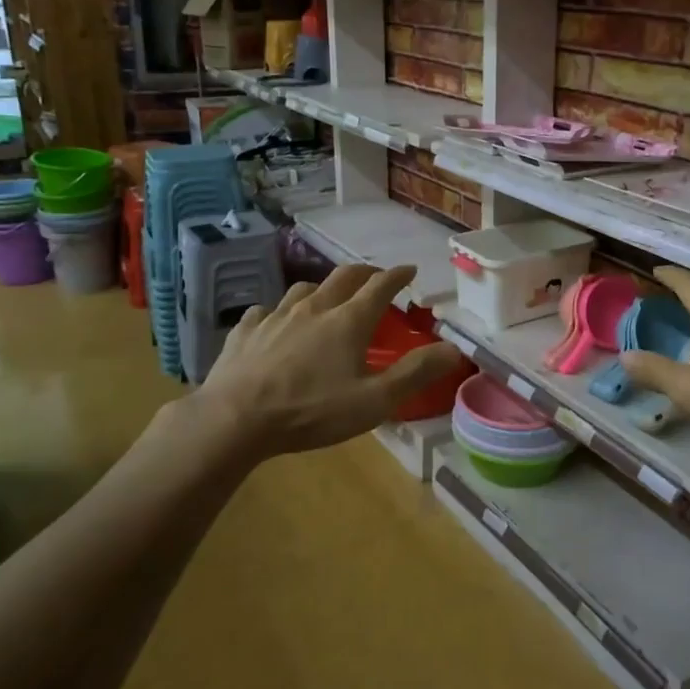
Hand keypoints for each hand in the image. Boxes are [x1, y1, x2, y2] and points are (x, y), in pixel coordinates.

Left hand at [187, 264, 465, 462]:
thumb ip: (415, 373)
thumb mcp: (374, 400)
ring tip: (327, 298)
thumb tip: (454, 349)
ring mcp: (275, 316)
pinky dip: (277, 312)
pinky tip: (274, 322)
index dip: (398, 275)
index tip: (410, 269)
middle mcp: (314, 308)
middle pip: (343, 277)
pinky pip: (265, 311)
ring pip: (303, 289)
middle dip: (364, 273)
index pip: (380, 286)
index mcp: (348, 321)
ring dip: (322, 288)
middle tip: (375, 277)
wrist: (235, 419)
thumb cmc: (312, 411)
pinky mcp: (246, 331)